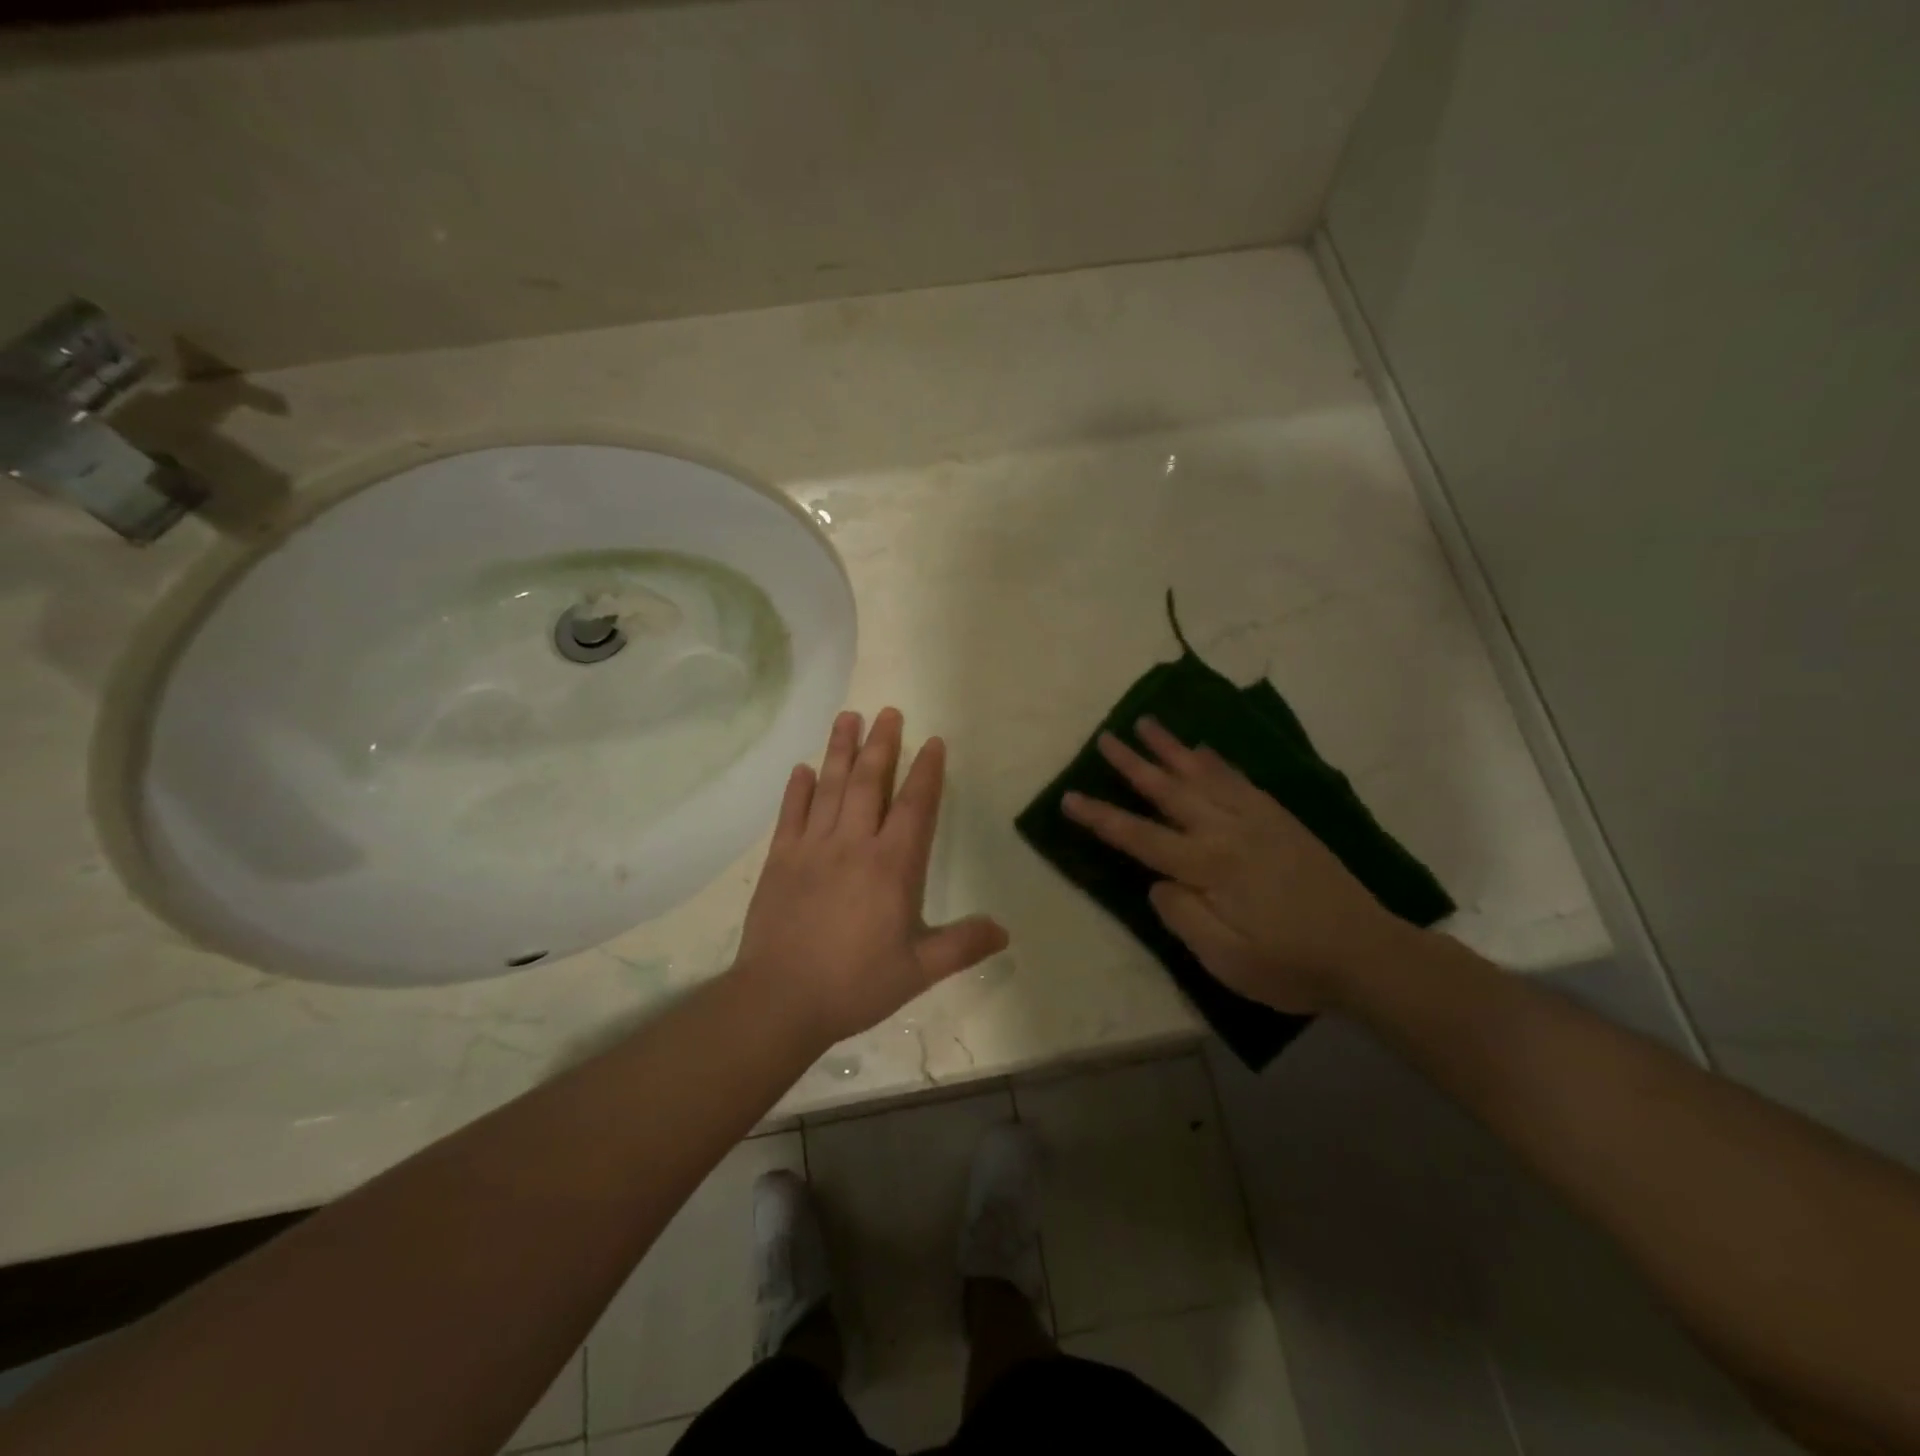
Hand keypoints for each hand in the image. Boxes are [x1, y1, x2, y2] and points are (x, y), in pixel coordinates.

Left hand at [735, 707, 1010, 1048]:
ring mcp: (812, 848)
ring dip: (840, 750)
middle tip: (889, 712)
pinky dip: (798, 789)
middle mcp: (853, 844)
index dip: (926, 772)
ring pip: (830, 787)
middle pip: (870, 783)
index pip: (914, 806)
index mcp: (892, 866)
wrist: (780, 999)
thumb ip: (963, 945)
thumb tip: (1005, 930)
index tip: (932, 741)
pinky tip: (803, 768)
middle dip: (882, 745)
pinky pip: (791, 814)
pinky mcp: (780, 859)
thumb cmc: (856, 984)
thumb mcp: (919, 970)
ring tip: (848, 717)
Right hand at [1061, 717, 1410, 1013]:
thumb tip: (1158, 883)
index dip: (1102, 818)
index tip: (1069, 797)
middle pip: (1170, 791)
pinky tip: (1203, 751)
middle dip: (1133, 764)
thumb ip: (1183, 917)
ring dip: (1171, 749)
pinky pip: (1239, 779)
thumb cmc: (1291, 965)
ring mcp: (1258, 820)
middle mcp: (1229, 831)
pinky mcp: (1281, 820)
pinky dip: (1216, 761)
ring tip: (1146, 723)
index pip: (1141, 837)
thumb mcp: (1227, 960)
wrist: (1367, 953)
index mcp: (1210, 866)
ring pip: (1204, 775)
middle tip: (1105, 738)